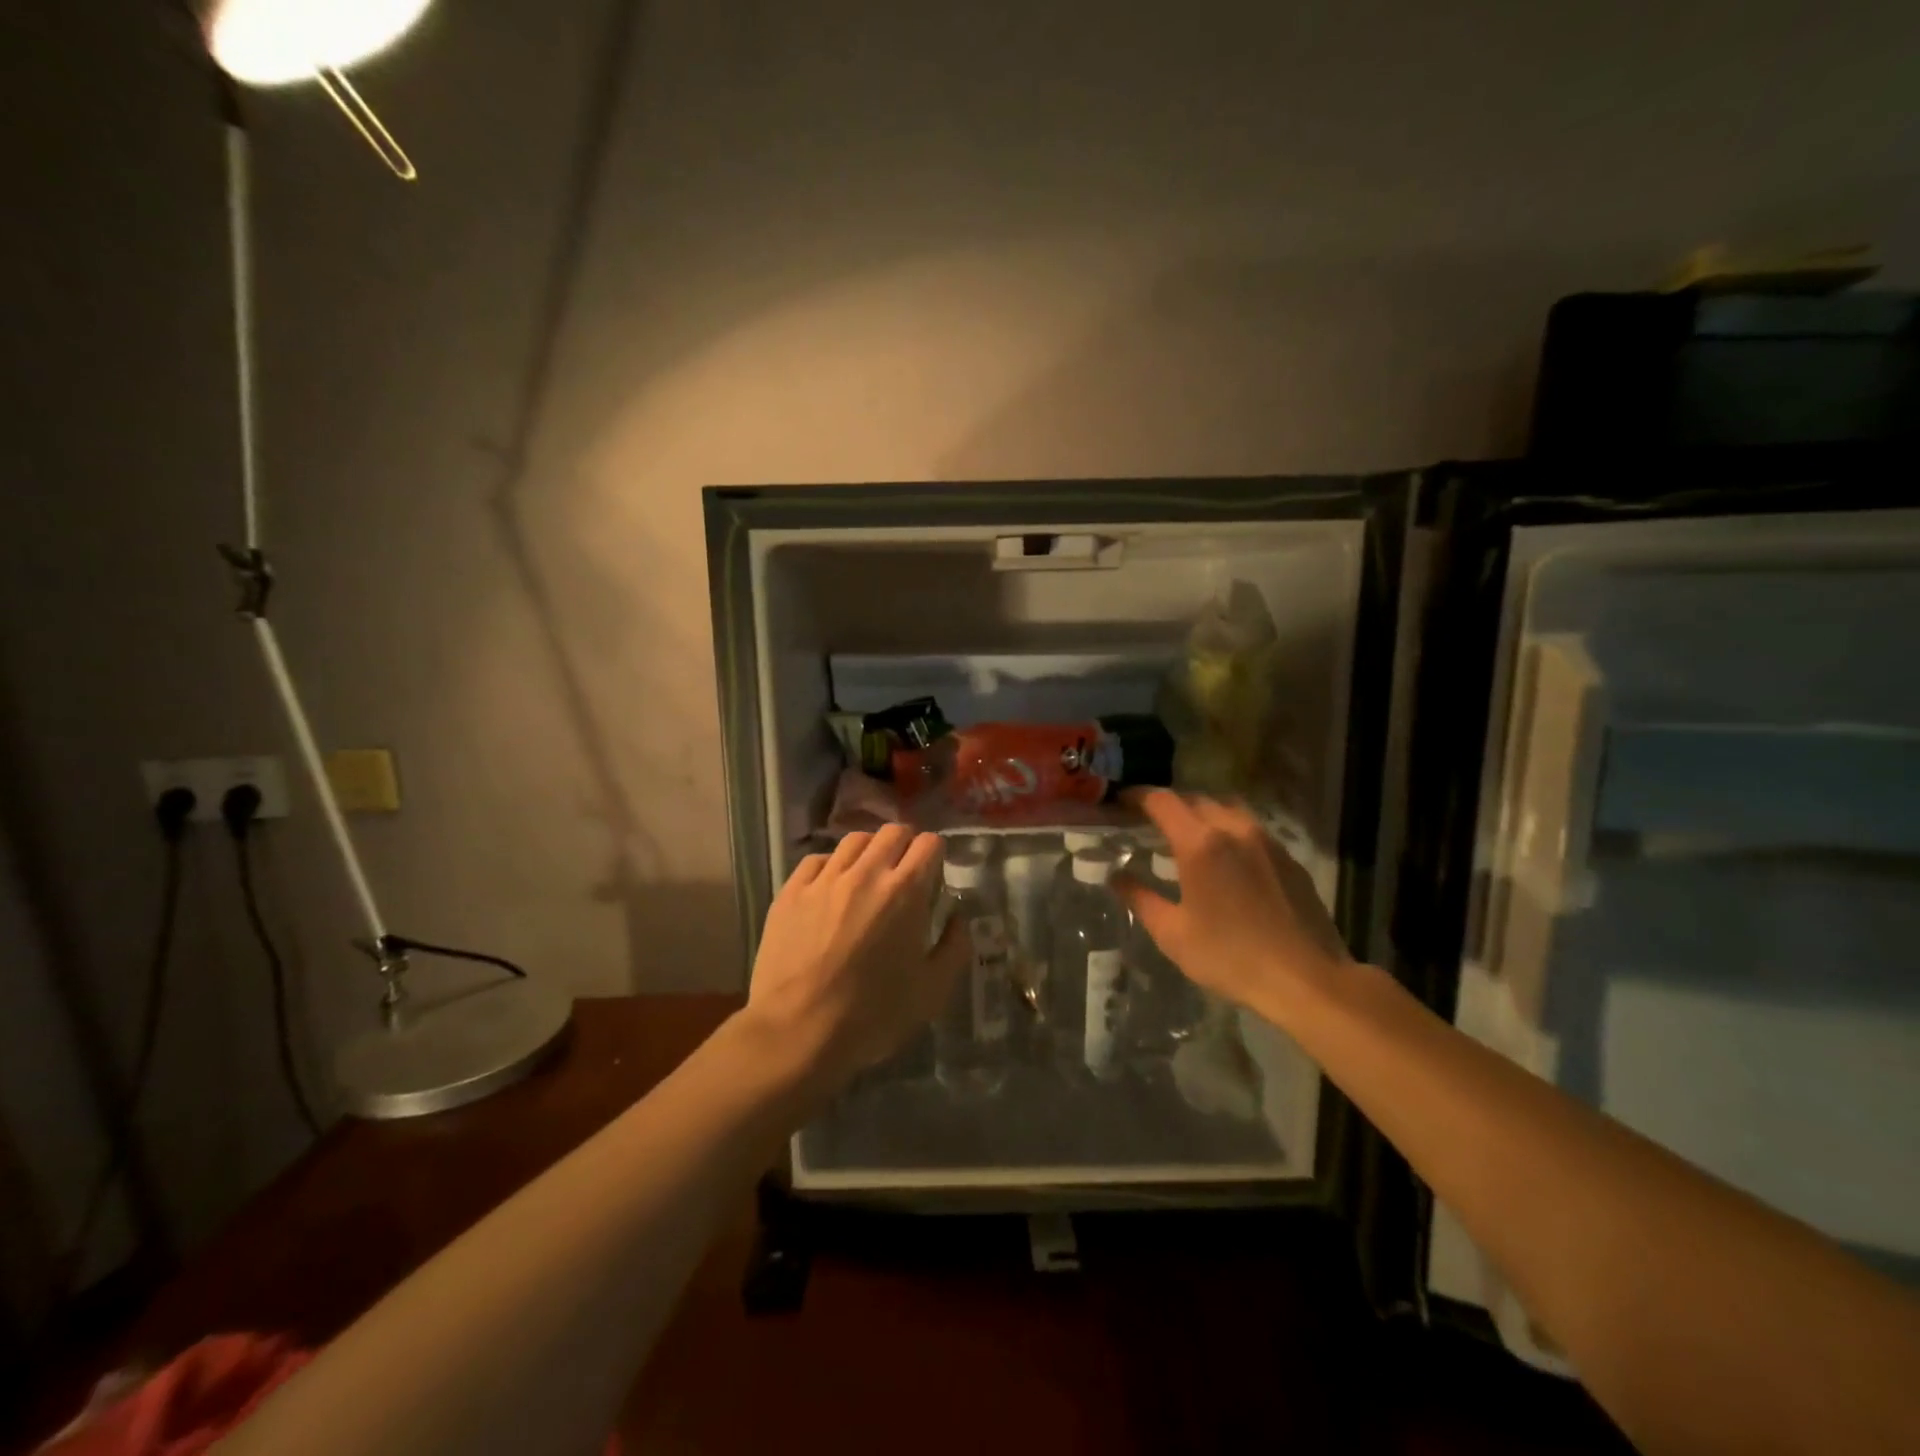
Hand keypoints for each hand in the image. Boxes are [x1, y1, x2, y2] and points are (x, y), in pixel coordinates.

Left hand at [745, 824, 966, 1086]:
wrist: (796, 1032)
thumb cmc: (872, 1015)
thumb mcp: (932, 991)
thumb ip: (955, 946)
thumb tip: (959, 916)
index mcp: (905, 891)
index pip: (928, 843)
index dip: (936, 853)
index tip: (934, 873)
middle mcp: (866, 873)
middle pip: (892, 832)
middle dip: (905, 845)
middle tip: (904, 872)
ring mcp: (824, 879)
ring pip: (853, 841)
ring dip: (869, 852)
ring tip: (868, 876)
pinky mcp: (791, 891)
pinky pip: (816, 861)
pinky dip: (831, 867)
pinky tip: (831, 889)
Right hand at [1117, 790, 1354, 1017]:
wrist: (1307, 979)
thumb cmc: (1231, 957)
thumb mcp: (1173, 934)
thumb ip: (1140, 899)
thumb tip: (1116, 877)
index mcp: (1200, 843)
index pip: (1162, 801)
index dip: (1137, 796)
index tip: (1121, 802)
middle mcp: (1235, 829)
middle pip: (1196, 799)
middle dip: (1169, 805)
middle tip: (1149, 822)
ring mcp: (1267, 841)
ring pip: (1228, 808)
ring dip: (1202, 813)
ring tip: (1187, 835)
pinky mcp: (1289, 857)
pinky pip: (1251, 828)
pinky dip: (1229, 829)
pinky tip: (1225, 858)